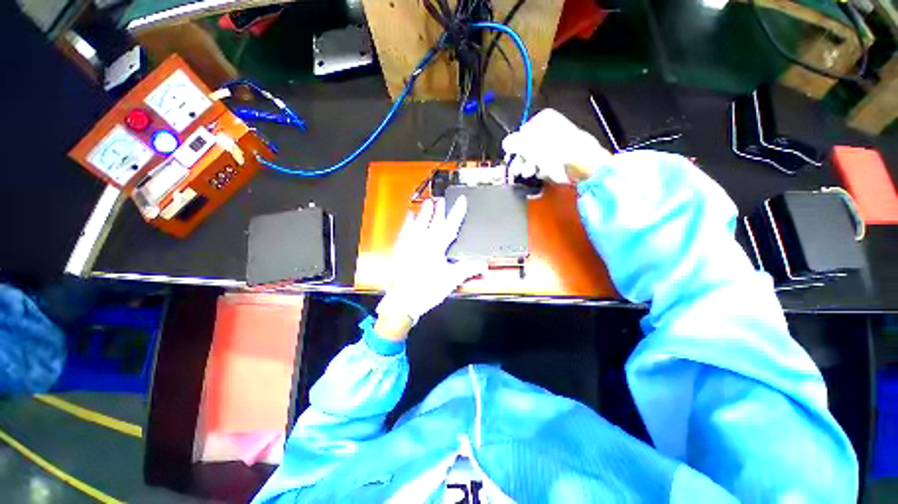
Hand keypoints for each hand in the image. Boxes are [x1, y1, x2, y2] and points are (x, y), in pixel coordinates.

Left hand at [376, 197, 486, 335]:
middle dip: (439, 210)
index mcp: (435, 247)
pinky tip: (408, 218)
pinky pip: (404, 232)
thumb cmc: (427, 289)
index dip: (457, 213)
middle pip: (432, 222)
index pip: (450, 226)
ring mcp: (409, 245)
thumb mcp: (451, 279)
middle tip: (442, 200)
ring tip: (427, 203)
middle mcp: (421, 242)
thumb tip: (483, 265)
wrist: (403, 300)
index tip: (462, 201)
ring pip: (417, 224)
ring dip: (423, 213)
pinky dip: (407, 223)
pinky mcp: (400, 250)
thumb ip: (467, 269)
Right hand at [502, 109, 610, 183]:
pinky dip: (542, 169)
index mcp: (544, 119)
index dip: (516, 145)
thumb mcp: (526, 143)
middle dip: (522, 159)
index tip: (512, 155)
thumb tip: (505, 143)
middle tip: (517, 169)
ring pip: (536, 157)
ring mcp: (557, 145)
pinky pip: (546, 164)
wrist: (578, 161)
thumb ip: (512, 142)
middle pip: (529, 146)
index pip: (522, 132)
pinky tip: (543, 172)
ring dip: (530, 166)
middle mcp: (551, 130)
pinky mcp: (561, 159)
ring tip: (529, 172)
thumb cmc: (551, 148)